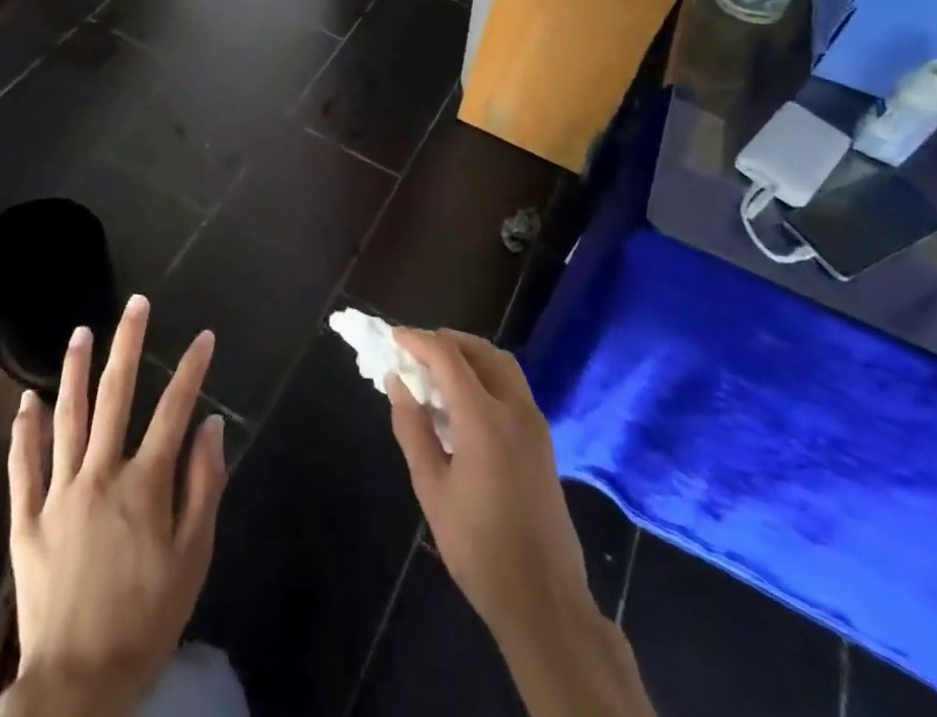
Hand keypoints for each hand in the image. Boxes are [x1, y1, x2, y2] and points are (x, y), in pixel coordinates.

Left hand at [0, 297, 226, 716]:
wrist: (75, 687)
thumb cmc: (145, 622)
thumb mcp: (193, 561)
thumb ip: (203, 488)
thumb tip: (211, 426)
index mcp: (145, 485)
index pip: (174, 410)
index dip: (192, 370)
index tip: (204, 337)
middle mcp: (101, 474)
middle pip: (116, 395)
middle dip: (128, 344)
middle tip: (135, 305)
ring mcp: (59, 493)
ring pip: (67, 417)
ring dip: (75, 370)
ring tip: (81, 332)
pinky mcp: (26, 520)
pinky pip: (23, 465)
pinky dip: (25, 430)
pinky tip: (28, 399)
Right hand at [388, 331, 654, 716]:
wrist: (543, 599)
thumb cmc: (478, 548)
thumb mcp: (432, 489)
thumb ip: (413, 428)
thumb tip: (397, 382)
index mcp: (484, 419)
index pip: (447, 357)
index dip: (418, 340)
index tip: (392, 337)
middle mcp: (514, 408)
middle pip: (479, 350)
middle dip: (444, 341)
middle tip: (414, 352)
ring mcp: (534, 422)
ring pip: (501, 363)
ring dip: (468, 354)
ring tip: (437, 370)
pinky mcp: (543, 438)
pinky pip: (512, 385)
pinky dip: (486, 374)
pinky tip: (464, 399)